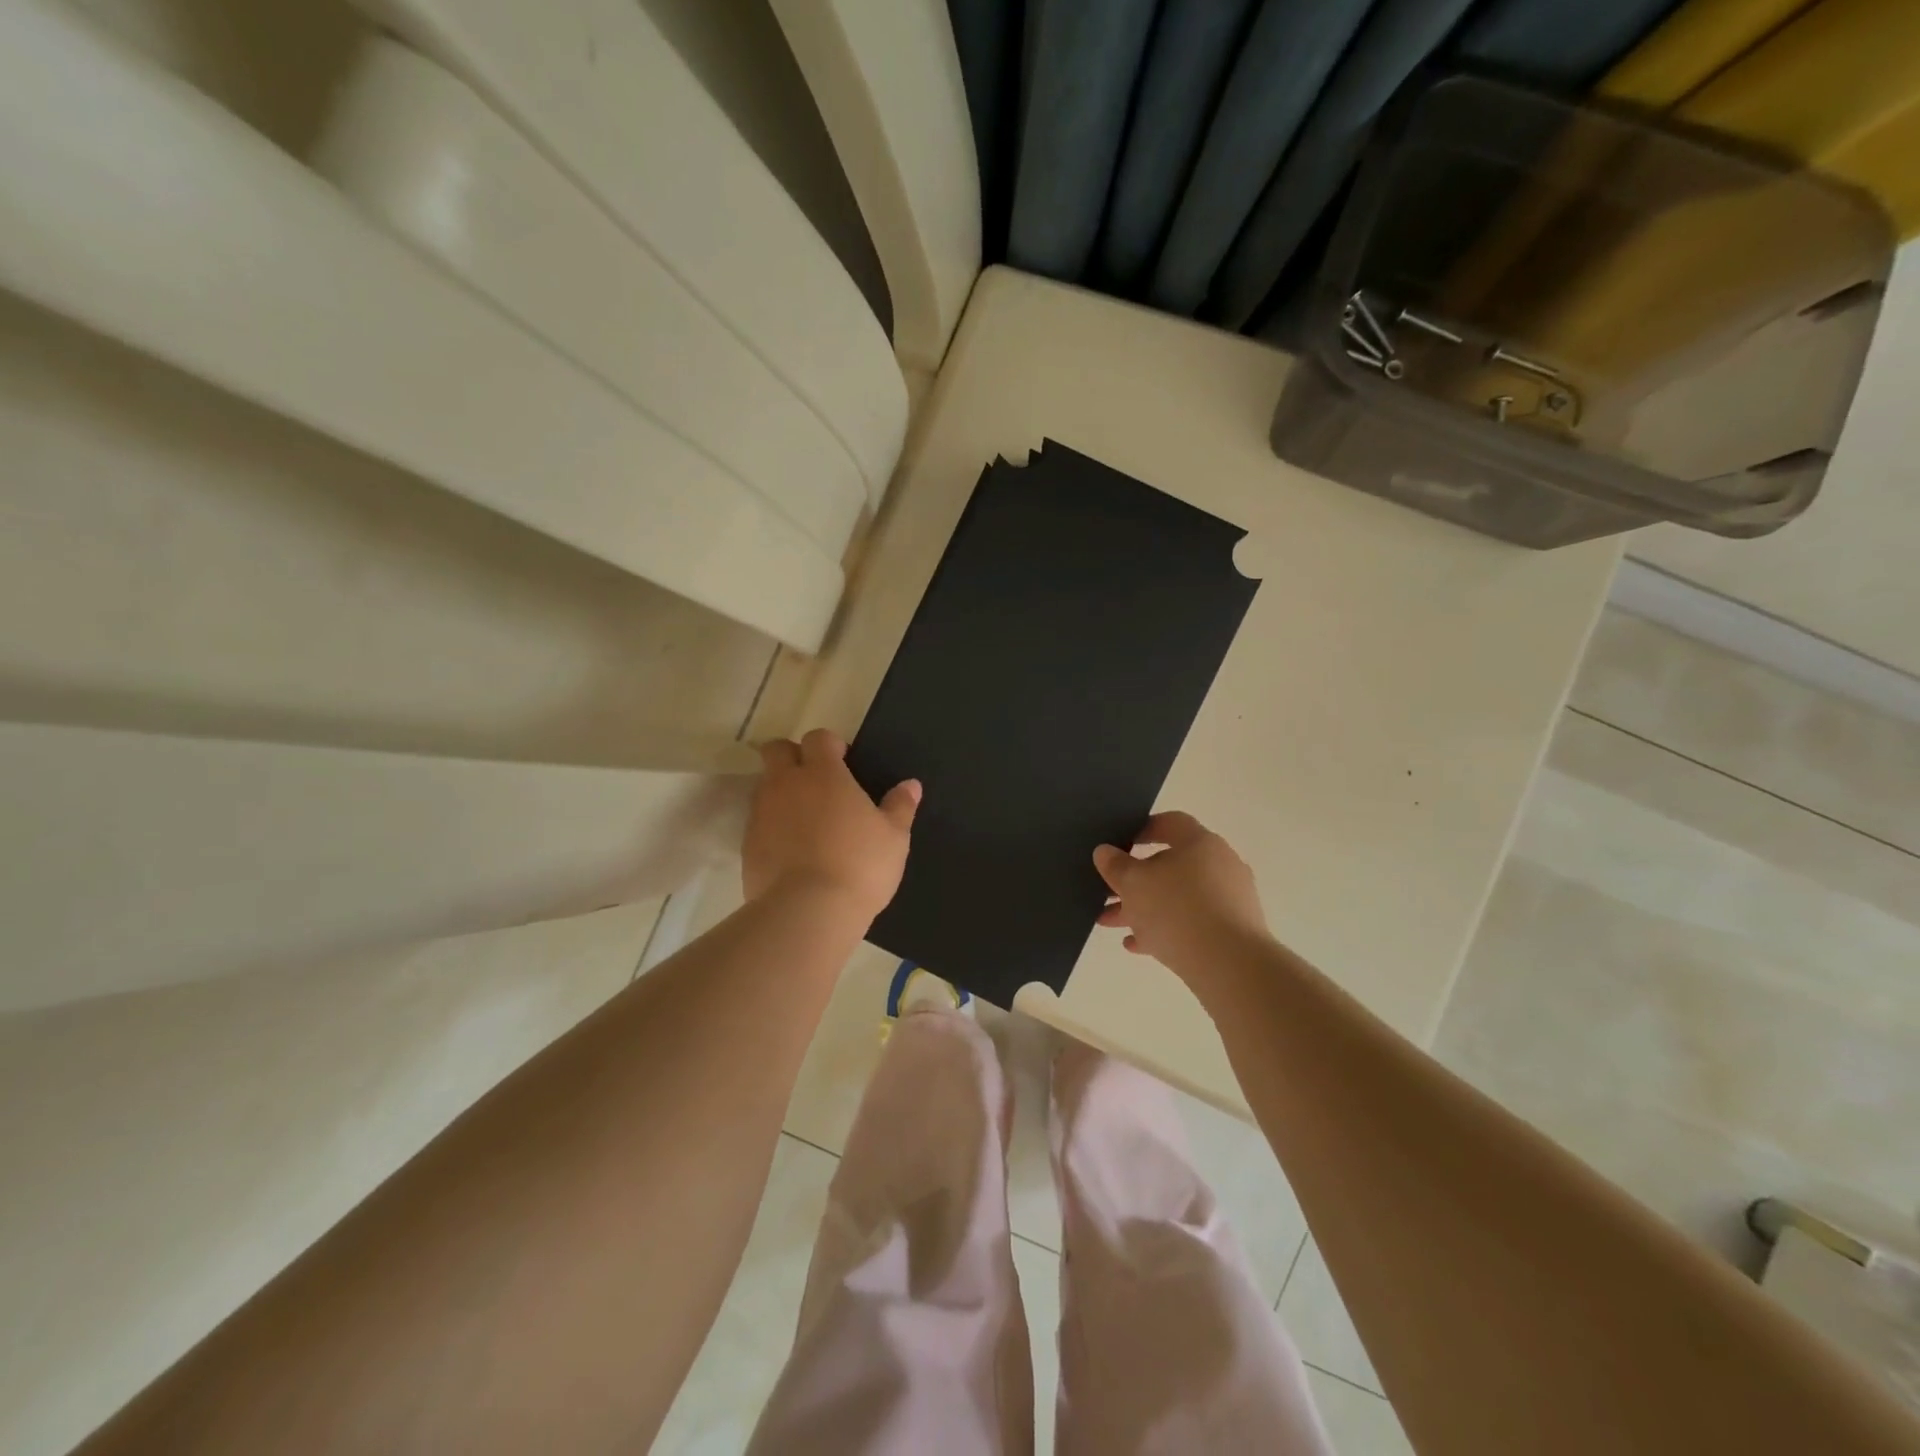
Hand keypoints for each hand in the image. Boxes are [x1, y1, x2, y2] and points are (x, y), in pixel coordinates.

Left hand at [744, 728, 918, 920]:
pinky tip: (793, 851)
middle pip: (777, 750)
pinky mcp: (747, 844)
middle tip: (817, 783)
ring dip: (782, 792)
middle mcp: (786, 784)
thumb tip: (911, 785)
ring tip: (807, 821)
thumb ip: (900, 807)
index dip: (830, 745)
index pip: (818, 737)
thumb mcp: (894, 838)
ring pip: (765, 786)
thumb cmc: (860, 866)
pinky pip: (758, 822)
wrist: (807, 912)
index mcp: (823, 774)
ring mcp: (762, 813)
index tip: (844, 763)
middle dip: (793, 756)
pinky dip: (773, 826)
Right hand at [1093, 812, 1270, 976]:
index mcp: (1200, 843)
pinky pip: (1192, 923)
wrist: (1230, 965)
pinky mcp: (1232, 931)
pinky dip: (1164, 930)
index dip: (1143, 829)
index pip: (1171, 823)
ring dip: (1143, 908)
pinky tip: (1136, 945)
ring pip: (1178, 897)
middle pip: (1170, 864)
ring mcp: (1229, 900)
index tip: (1120, 843)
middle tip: (1107, 891)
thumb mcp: (1133, 883)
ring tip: (1110, 922)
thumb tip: (1105, 852)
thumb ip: (1116, 865)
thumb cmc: (1177, 909)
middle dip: (1135, 880)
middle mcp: (1220, 865)